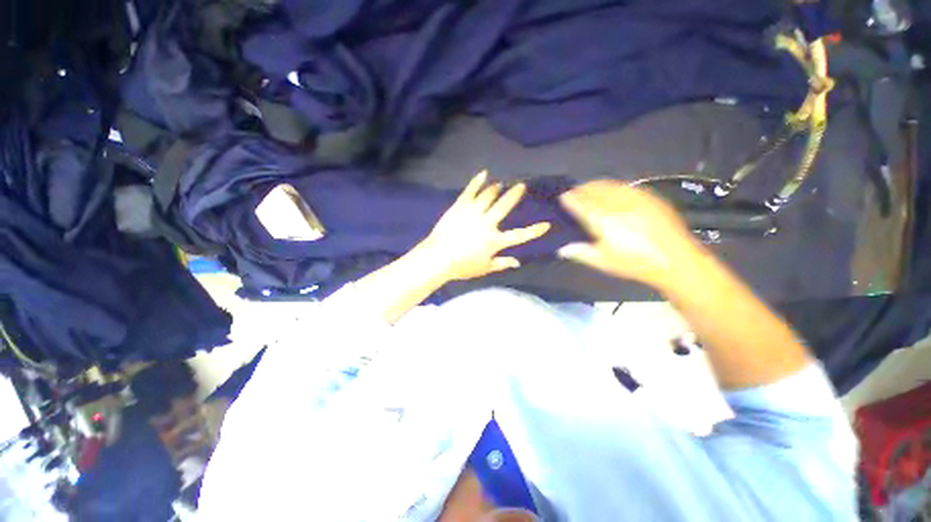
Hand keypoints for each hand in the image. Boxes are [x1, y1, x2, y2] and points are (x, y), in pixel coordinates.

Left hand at [418, 171, 550, 280]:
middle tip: (520, 185)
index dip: (534, 231)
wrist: (437, 258)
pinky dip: (477, 182)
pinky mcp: (460, 207)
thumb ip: (502, 264)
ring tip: (499, 184)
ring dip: (496, 189)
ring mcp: (473, 213)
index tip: (547, 225)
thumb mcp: (484, 268)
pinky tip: (483, 173)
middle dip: (514, 195)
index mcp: (494, 241)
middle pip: (503, 207)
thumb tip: (518, 262)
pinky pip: (470, 192)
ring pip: (488, 196)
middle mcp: (487, 224)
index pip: (519, 236)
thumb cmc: (462, 266)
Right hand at [558, 180, 701, 286]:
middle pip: (595, 190)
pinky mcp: (650, 198)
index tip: (562, 196)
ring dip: (596, 185)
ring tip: (589, 187)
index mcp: (603, 220)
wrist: (676, 260)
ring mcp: (635, 199)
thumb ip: (581, 253)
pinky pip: (626, 186)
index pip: (581, 204)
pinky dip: (613, 186)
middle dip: (581, 189)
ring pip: (610, 185)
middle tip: (573, 191)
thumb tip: (561, 249)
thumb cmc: (635, 264)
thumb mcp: (604, 262)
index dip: (570, 199)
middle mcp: (617, 205)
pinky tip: (612, 190)